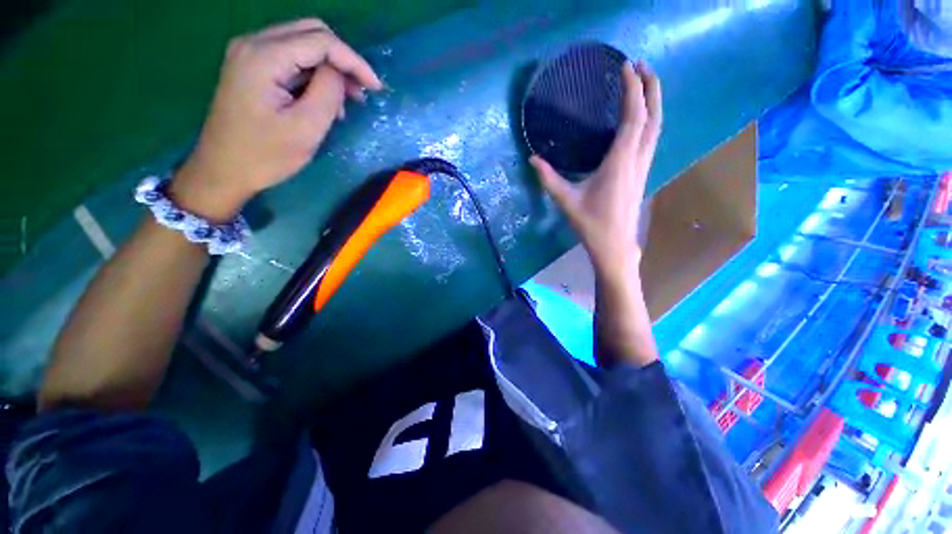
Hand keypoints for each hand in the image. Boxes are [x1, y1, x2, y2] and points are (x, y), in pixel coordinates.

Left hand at [172, 19, 382, 220]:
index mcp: (264, 56)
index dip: (354, 61)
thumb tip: (340, 73)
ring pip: (303, 43)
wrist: (223, 170)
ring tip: (346, 101)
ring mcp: (250, 53)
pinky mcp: (252, 67)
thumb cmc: (265, 156)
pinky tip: (324, 98)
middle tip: (362, 92)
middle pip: (311, 33)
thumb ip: (327, 92)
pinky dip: (314, 74)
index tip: (376, 88)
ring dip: (330, 68)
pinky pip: (292, 58)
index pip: (321, 41)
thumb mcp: (305, 128)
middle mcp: (254, 43)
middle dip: (343, 60)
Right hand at [530, 61, 661, 281]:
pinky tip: (642, 117)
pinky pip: (652, 138)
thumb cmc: (591, 224)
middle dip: (650, 87)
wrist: (614, 245)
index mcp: (620, 162)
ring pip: (657, 127)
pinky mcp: (642, 172)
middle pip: (653, 116)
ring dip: (654, 101)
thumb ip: (549, 179)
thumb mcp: (566, 201)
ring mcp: (643, 166)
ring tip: (645, 83)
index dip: (632, 90)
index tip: (625, 67)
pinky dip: (650, 119)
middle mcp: (637, 159)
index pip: (632, 117)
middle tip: (641, 65)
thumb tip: (533, 159)